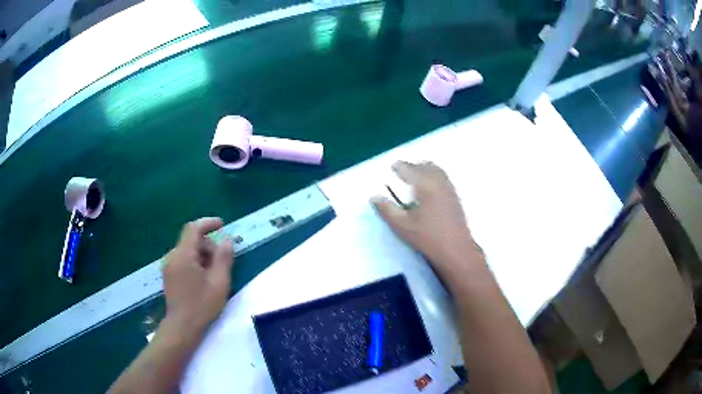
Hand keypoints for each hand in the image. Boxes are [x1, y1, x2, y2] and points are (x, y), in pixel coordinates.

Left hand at [162, 217, 234, 334]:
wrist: (182, 327)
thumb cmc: (202, 306)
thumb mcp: (219, 282)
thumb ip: (224, 258)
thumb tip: (228, 239)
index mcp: (183, 255)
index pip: (193, 228)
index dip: (208, 223)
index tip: (223, 225)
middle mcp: (173, 256)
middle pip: (191, 240)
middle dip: (209, 246)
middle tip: (223, 262)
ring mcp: (169, 266)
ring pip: (188, 251)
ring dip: (203, 256)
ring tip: (214, 275)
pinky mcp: (169, 275)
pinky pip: (183, 260)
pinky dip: (195, 262)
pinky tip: (203, 279)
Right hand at [372, 162, 481, 273]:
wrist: (455, 249)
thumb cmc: (427, 237)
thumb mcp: (402, 226)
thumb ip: (386, 210)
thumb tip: (374, 197)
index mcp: (424, 185)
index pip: (409, 168)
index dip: (399, 167)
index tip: (392, 168)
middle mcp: (438, 181)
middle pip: (424, 165)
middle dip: (412, 167)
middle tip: (402, 174)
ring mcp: (449, 188)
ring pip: (436, 170)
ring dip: (424, 170)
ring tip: (415, 181)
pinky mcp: (455, 196)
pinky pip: (443, 178)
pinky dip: (434, 177)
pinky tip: (428, 191)